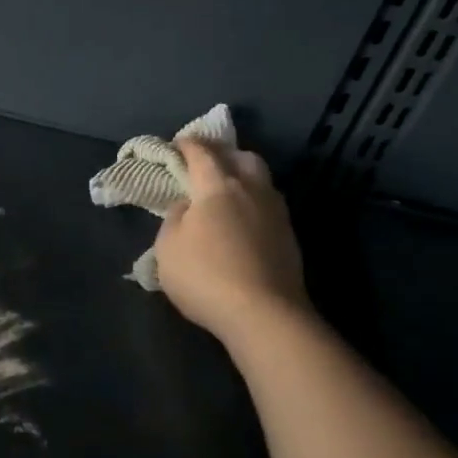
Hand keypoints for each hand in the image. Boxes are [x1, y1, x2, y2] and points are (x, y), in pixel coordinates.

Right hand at [154, 140, 307, 335]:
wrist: (264, 314)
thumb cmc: (205, 276)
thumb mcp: (168, 247)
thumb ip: (175, 218)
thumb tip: (188, 206)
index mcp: (218, 186)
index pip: (203, 153)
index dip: (188, 145)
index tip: (178, 143)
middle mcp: (252, 190)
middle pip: (243, 157)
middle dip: (224, 154)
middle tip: (207, 164)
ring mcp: (276, 213)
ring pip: (262, 180)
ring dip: (244, 177)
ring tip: (227, 191)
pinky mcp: (289, 236)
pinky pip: (269, 205)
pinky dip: (253, 202)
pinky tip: (243, 219)